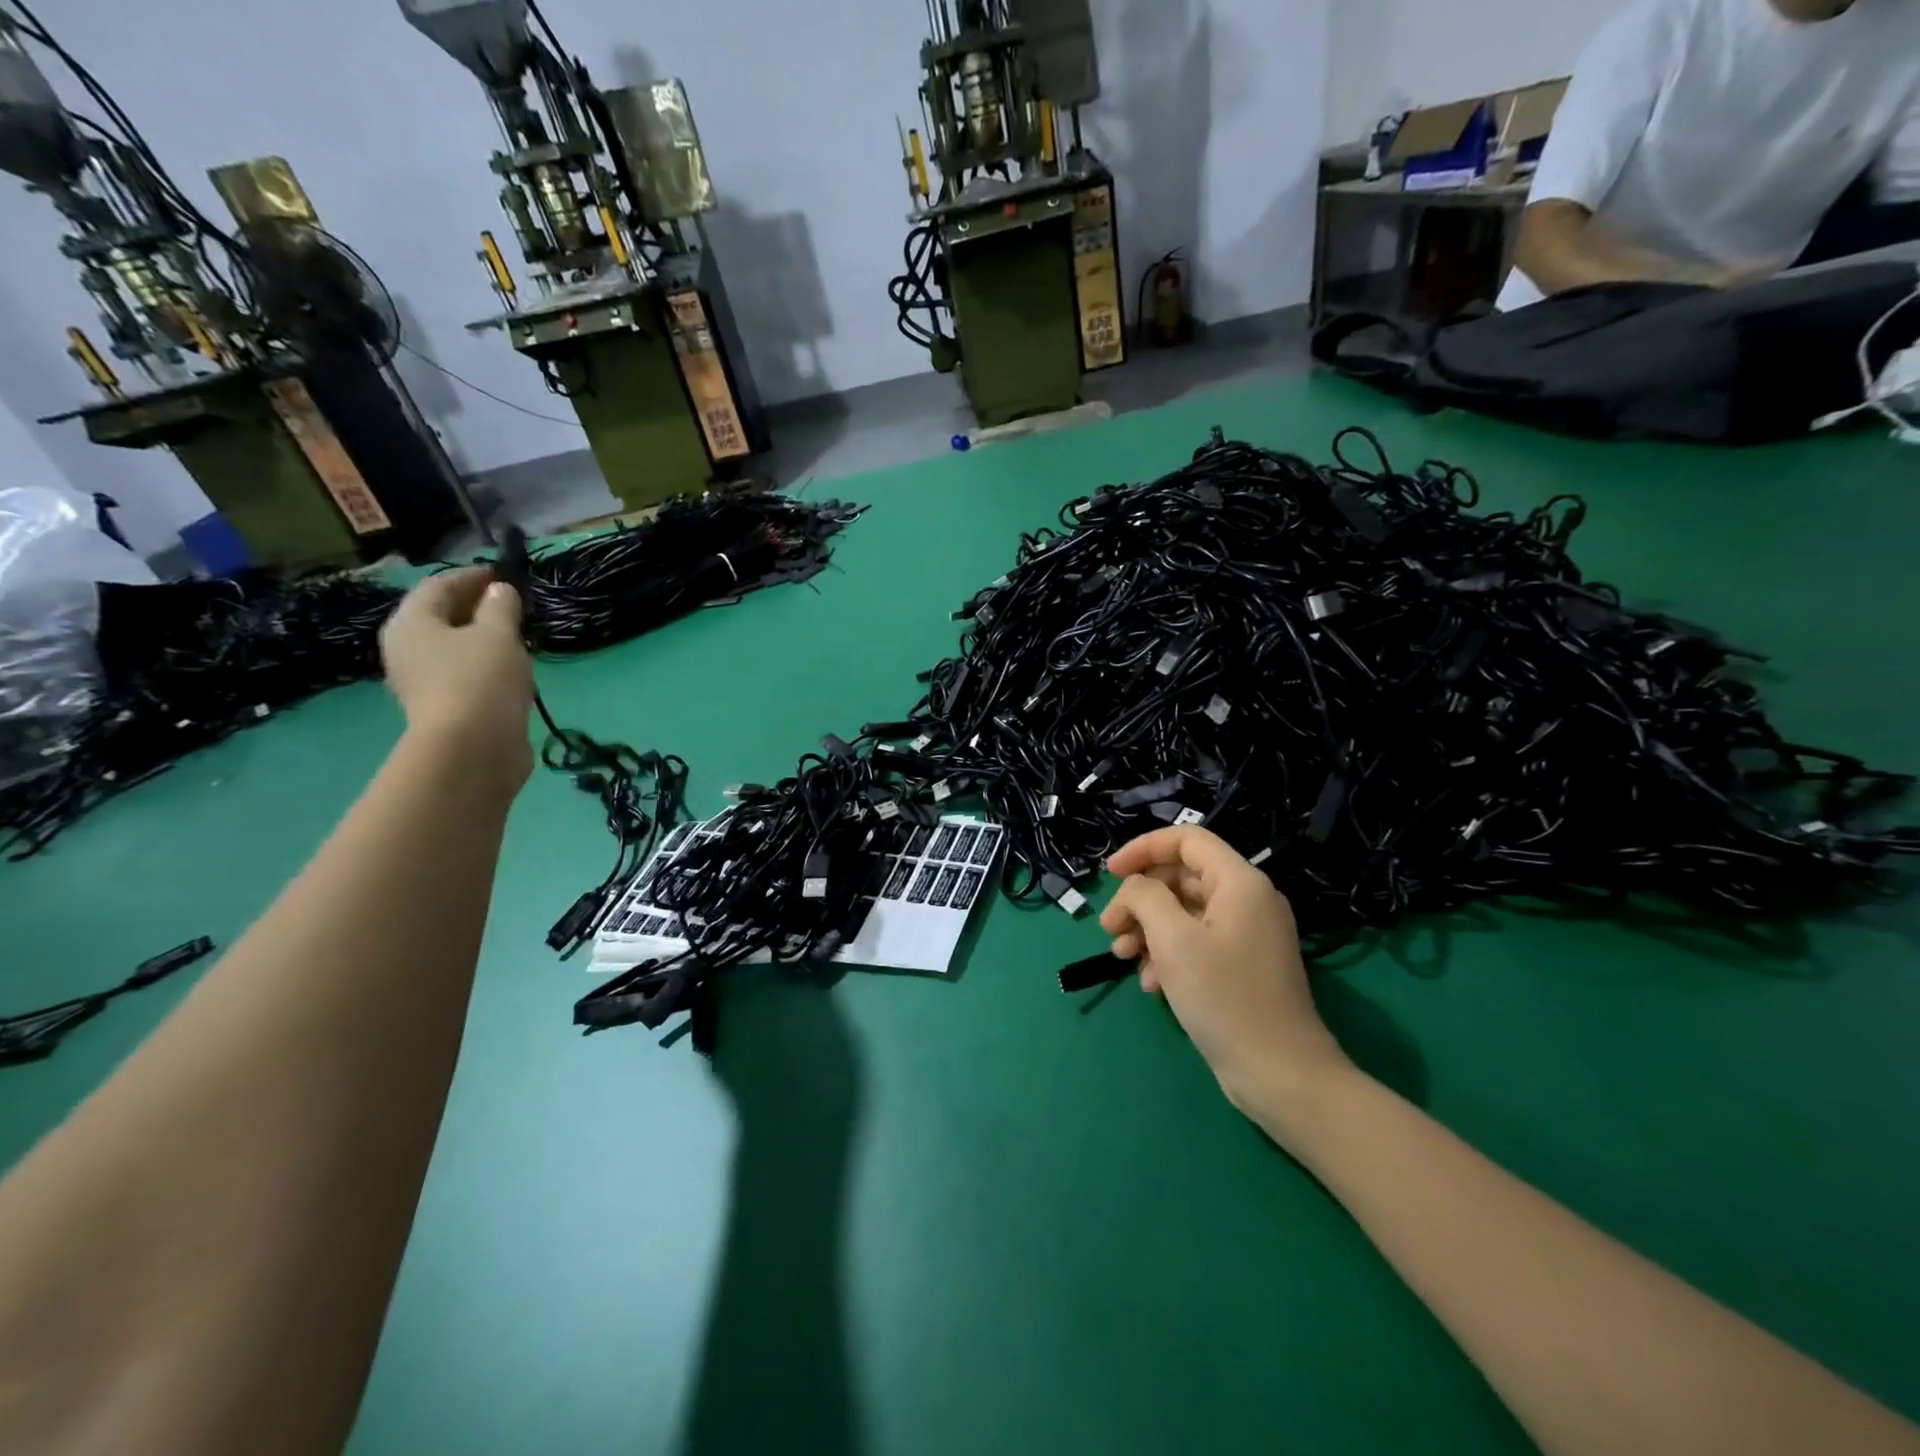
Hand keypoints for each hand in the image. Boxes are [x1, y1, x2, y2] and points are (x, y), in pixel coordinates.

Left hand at [380, 568, 533, 784]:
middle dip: (478, 606)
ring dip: (484, 637)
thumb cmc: (481, 679)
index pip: (440, 585)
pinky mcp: (444, 706)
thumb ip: (501, 606)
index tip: (506, 573)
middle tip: (515, 603)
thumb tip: (500, 591)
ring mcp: (423, 680)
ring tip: (519, 635)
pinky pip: (465, 672)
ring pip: (455, 646)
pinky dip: (487, 664)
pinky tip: (513, 668)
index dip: (473, 575)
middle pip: (443, 616)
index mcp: (411, 622)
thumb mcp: (498, 633)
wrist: (473, 748)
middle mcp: (407, 648)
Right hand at [1101, 827, 1351, 1118]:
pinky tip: (1150, 984)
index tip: (1109, 873)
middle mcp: (1247, 900)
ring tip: (1123, 958)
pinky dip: (1167, 953)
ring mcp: (1246, 934)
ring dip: (1147, 929)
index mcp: (1239, 883)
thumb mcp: (1173, 940)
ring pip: (1184, 912)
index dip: (1143, 849)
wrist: (1280, 1074)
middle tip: (1110, 929)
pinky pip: (1196, 941)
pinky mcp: (1241, 965)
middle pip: (1181, 877)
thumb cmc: (1225, 998)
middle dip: (1139, 899)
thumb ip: (1145, 898)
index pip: (1186, 840)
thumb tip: (1134, 888)